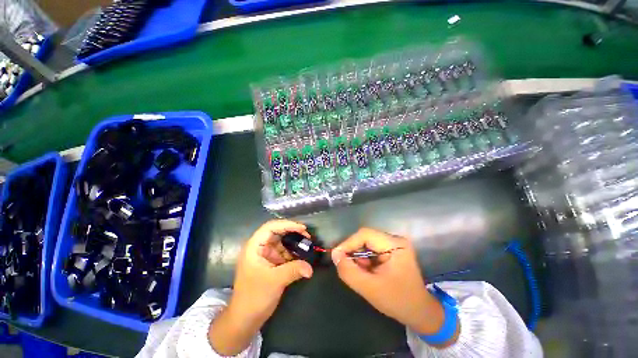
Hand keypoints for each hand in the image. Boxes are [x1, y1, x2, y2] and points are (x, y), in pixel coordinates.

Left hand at [209, 220, 312, 354]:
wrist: (244, 320)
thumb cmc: (254, 297)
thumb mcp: (275, 281)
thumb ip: (293, 270)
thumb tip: (310, 268)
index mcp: (254, 247)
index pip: (270, 227)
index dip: (287, 224)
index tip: (302, 228)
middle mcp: (259, 248)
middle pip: (277, 233)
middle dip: (292, 233)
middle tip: (307, 236)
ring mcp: (265, 256)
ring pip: (281, 243)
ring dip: (294, 243)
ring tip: (307, 245)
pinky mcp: (270, 264)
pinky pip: (283, 253)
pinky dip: (292, 253)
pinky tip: (302, 256)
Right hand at [332, 228, 454, 342]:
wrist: (419, 312)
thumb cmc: (398, 301)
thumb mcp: (370, 289)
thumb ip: (349, 272)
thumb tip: (335, 256)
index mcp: (395, 244)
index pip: (365, 234)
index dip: (348, 243)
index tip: (336, 256)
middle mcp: (394, 240)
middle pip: (365, 238)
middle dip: (353, 252)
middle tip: (344, 265)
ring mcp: (393, 245)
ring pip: (366, 244)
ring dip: (358, 257)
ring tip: (360, 273)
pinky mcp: (390, 251)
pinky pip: (370, 250)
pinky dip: (364, 260)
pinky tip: (366, 272)